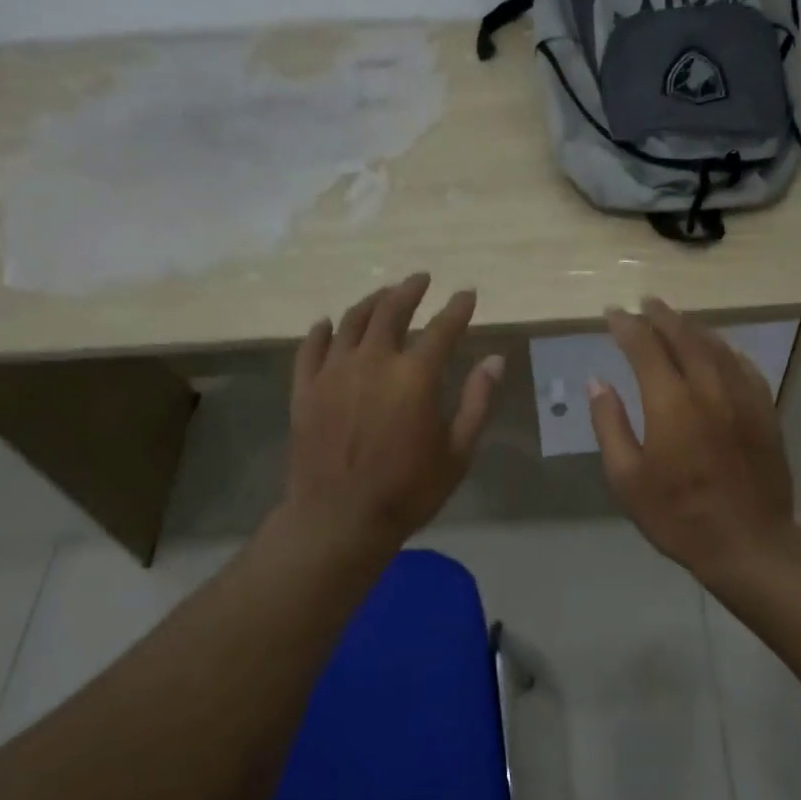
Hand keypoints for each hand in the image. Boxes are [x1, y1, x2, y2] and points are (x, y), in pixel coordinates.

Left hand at [285, 273, 503, 548]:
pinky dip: (321, 331)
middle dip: (409, 290)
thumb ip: (477, 402)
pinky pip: (310, 348)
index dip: (457, 308)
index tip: (467, 294)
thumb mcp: (457, 452)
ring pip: (350, 321)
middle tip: (420, 280)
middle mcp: (372, 362)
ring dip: (371, 302)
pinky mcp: (305, 389)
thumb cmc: (408, 490)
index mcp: (414, 376)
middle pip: (391, 310)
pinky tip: (328, 323)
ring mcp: (332, 373)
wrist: (339, 519)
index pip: (442, 328)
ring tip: (383, 295)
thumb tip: (495, 360)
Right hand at [588, 298, 796, 578]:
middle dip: (662, 316)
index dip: (627, 326)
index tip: (613, 313)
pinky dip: (728, 350)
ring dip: (694, 328)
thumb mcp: (627, 479)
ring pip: (718, 347)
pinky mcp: (765, 412)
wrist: (749, 543)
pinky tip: (721, 350)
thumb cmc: (678, 516)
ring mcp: (743, 398)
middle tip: (645, 302)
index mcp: (670, 403)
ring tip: (677, 319)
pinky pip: (746, 367)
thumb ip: (610, 425)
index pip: (645, 347)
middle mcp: (709, 389)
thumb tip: (598, 382)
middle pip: (685, 337)